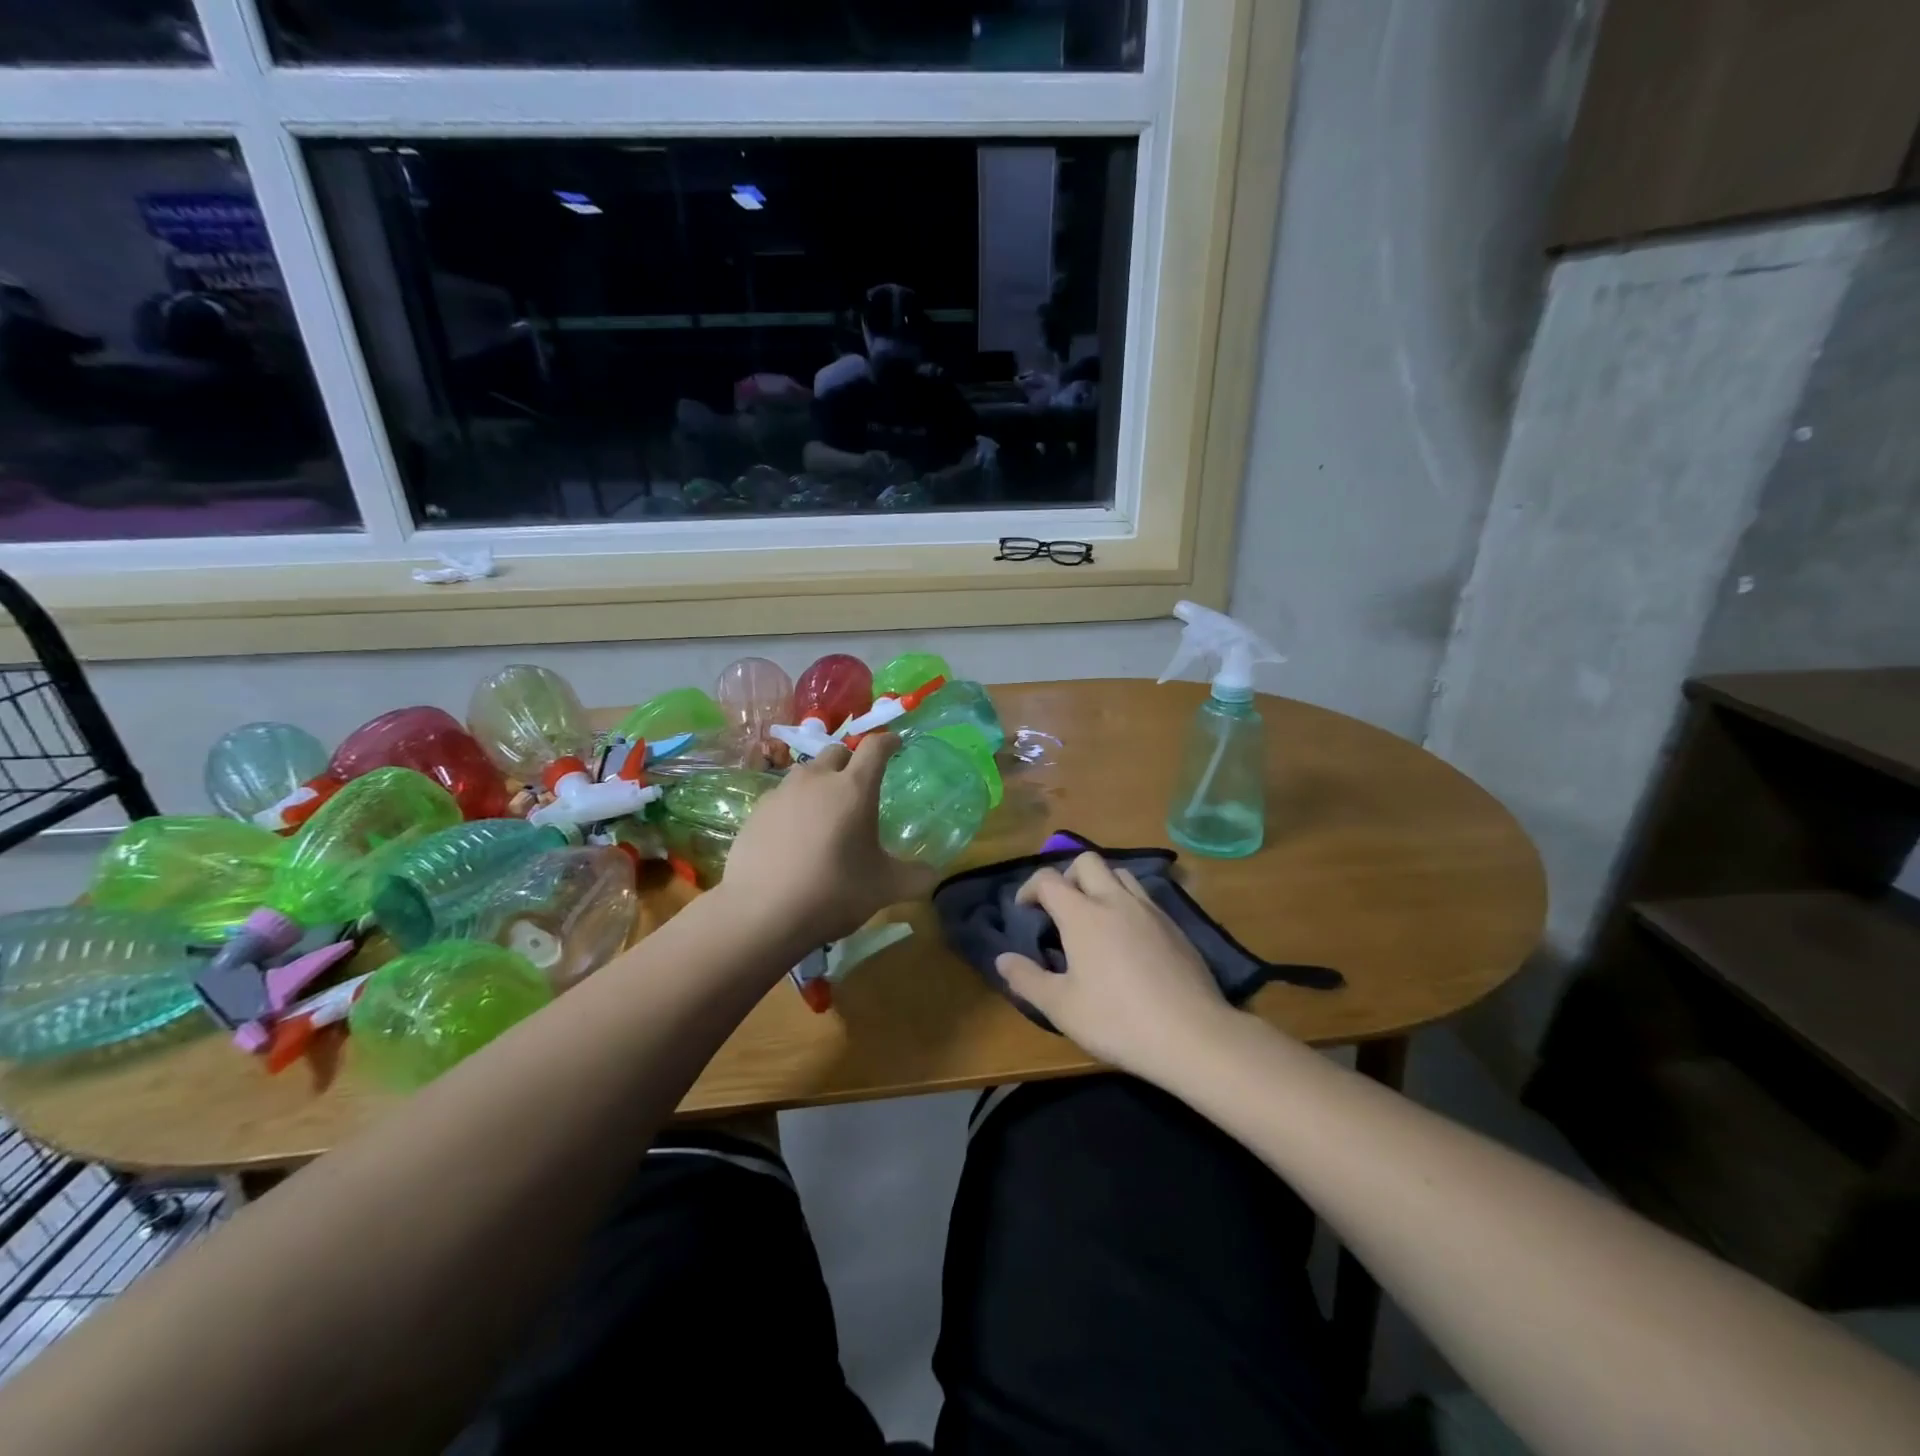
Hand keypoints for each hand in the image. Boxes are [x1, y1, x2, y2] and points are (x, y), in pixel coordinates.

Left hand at [718, 733, 936, 948]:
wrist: (761, 914)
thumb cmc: (833, 892)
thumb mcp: (885, 888)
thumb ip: (916, 876)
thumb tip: (934, 874)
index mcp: (854, 788)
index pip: (875, 747)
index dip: (888, 741)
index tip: (895, 744)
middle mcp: (817, 780)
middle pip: (837, 751)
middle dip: (852, 760)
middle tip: (859, 785)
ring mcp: (782, 793)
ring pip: (806, 772)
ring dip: (821, 781)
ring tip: (826, 811)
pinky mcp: (756, 811)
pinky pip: (783, 796)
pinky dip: (795, 805)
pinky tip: (795, 835)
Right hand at [997, 852, 1236, 1081]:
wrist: (1192, 1034)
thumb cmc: (1117, 1020)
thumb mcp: (1061, 1007)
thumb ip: (1026, 979)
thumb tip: (1002, 959)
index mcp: (1083, 914)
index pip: (1048, 879)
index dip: (1029, 889)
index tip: (1024, 910)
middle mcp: (1116, 900)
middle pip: (1087, 862)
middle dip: (1068, 876)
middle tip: (1061, 909)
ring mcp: (1150, 910)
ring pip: (1120, 874)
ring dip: (1100, 885)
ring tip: (1094, 918)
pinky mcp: (1175, 927)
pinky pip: (1144, 898)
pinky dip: (1127, 904)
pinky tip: (1128, 939)